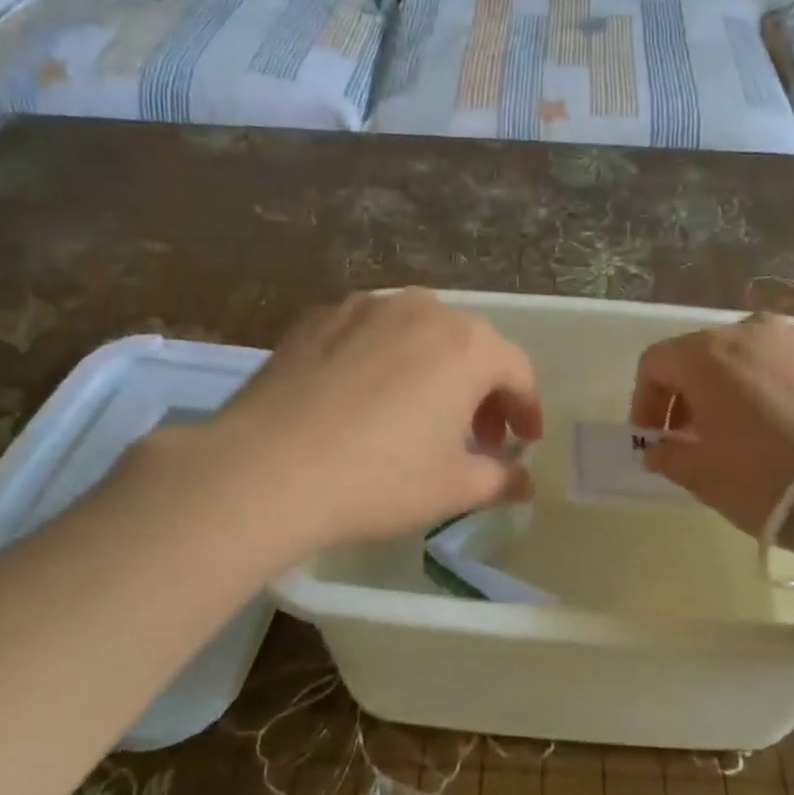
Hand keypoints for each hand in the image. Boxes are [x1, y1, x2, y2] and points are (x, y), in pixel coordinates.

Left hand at [177, 290, 542, 552]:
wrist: (266, 469)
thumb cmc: (380, 479)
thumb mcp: (454, 488)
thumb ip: (500, 479)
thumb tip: (522, 480)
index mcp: (468, 344)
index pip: (518, 371)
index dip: (527, 409)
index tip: (523, 443)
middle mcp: (423, 309)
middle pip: (470, 346)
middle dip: (482, 390)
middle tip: (476, 435)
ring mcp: (365, 306)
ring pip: (419, 333)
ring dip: (434, 370)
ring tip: (420, 414)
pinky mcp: (317, 316)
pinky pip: (370, 334)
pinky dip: (385, 360)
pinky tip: (365, 399)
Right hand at [629, 313, 793, 535]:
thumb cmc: (766, 480)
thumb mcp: (703, 476)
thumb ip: (669, 456)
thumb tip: (657, 450)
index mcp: (706, 355)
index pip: (656, 363)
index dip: (647, 400)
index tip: (656, 437)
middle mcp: (752, 330)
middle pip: (705, 353)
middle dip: (694, 392)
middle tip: (700, 434)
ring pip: (755, 352)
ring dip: (741, 382)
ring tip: (754, 424)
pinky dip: (786, 381)